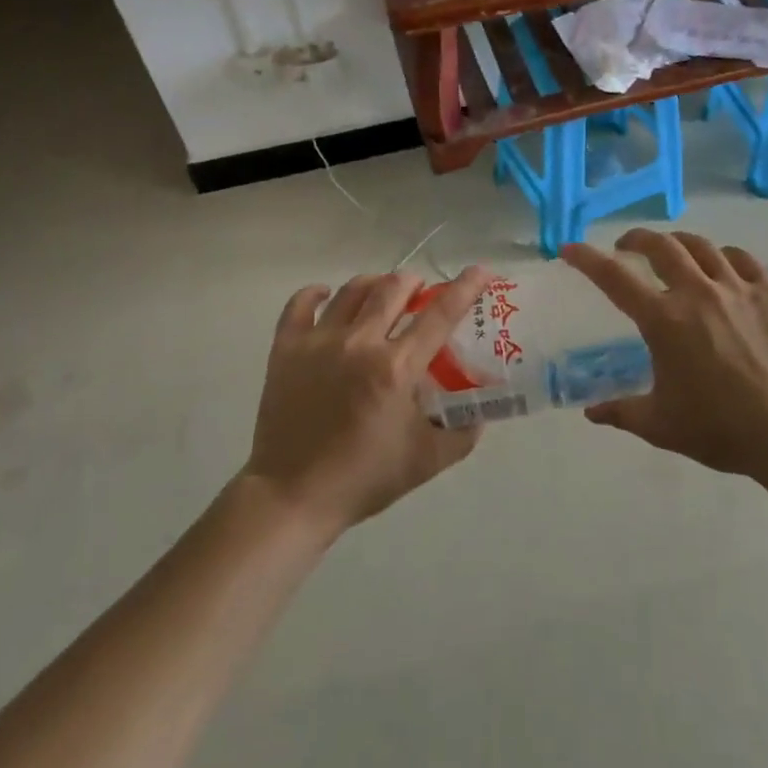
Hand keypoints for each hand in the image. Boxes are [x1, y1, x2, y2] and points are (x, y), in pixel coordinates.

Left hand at [244, 266, 491, 536]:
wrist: (292, 497)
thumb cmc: (363, 478)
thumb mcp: (427, 461)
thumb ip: (463, 432)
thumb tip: (482, 409)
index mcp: (396, 368)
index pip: (440, 314)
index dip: (465, 288)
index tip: (481, 271)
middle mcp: (360, 343)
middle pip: (394, 288)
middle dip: (415, 283)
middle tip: (421, 294)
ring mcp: (319, 341)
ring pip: (352, 290)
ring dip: (376, 284)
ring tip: (383, 292)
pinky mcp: (286, 349)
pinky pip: (300, 304)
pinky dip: (316, 294)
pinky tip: (327, 296)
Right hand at [561, 229, 767, 478]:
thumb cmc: (720, 429)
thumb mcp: (660, 425)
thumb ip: (621, 412)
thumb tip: (591, 413)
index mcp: (664, 320)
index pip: (615, 278)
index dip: (587, 259)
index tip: (569, 248)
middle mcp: (697, 292)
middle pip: (661, 246)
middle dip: (636, 239)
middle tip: (627, 247)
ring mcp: (737, 287)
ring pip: (702, 246)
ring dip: (679, 243)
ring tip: (673, 251)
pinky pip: (742, 259)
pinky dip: (724, 256)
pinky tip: (722, 267)